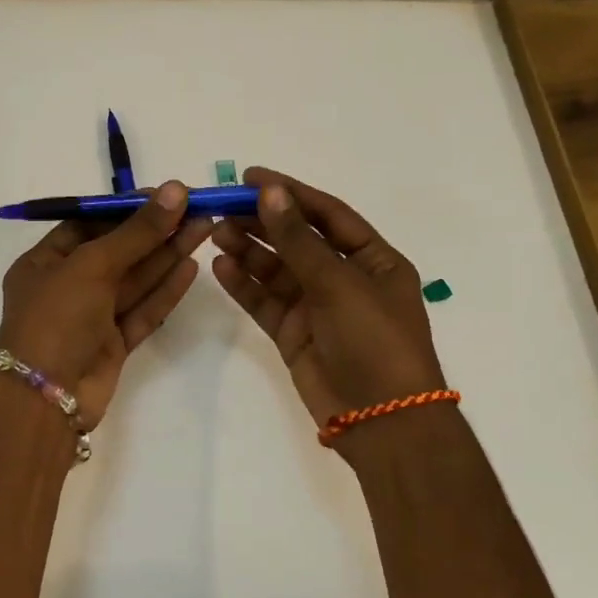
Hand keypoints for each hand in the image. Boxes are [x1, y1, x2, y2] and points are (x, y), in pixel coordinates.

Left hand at [0, 182, 213, 429]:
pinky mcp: (113, 345)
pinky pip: (141, 311)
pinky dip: (165, 291)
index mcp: (44, 263)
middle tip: (196, 208)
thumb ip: (136, 232)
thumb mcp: (92, 265)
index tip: (164, 196)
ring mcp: (91, 318)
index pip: (88, 226)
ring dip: (167, 255)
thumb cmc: (56, 318)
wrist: (45, 398)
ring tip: (205, 227)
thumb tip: (174, 191)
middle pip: (117, 252)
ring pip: (134, 281)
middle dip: (155, 231)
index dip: (125, 210)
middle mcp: (66, 287)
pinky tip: (191, 266)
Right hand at [211, 167, 445, 438]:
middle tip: (222, 206)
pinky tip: (220, 267)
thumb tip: (270, 192)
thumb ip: (298, 239)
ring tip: (215, 233)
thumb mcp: (339, 283)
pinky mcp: (294, 333)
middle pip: (297, 240)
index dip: (291, 193)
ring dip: (248, 250)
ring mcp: (318, 307)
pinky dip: (244, 284)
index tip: (250, 177)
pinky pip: (266, 301)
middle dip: (262, 222)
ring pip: (277, 270)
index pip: (327, 215)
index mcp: (374, 260)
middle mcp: (345, 278)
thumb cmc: (374, 341)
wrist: (382, 420)